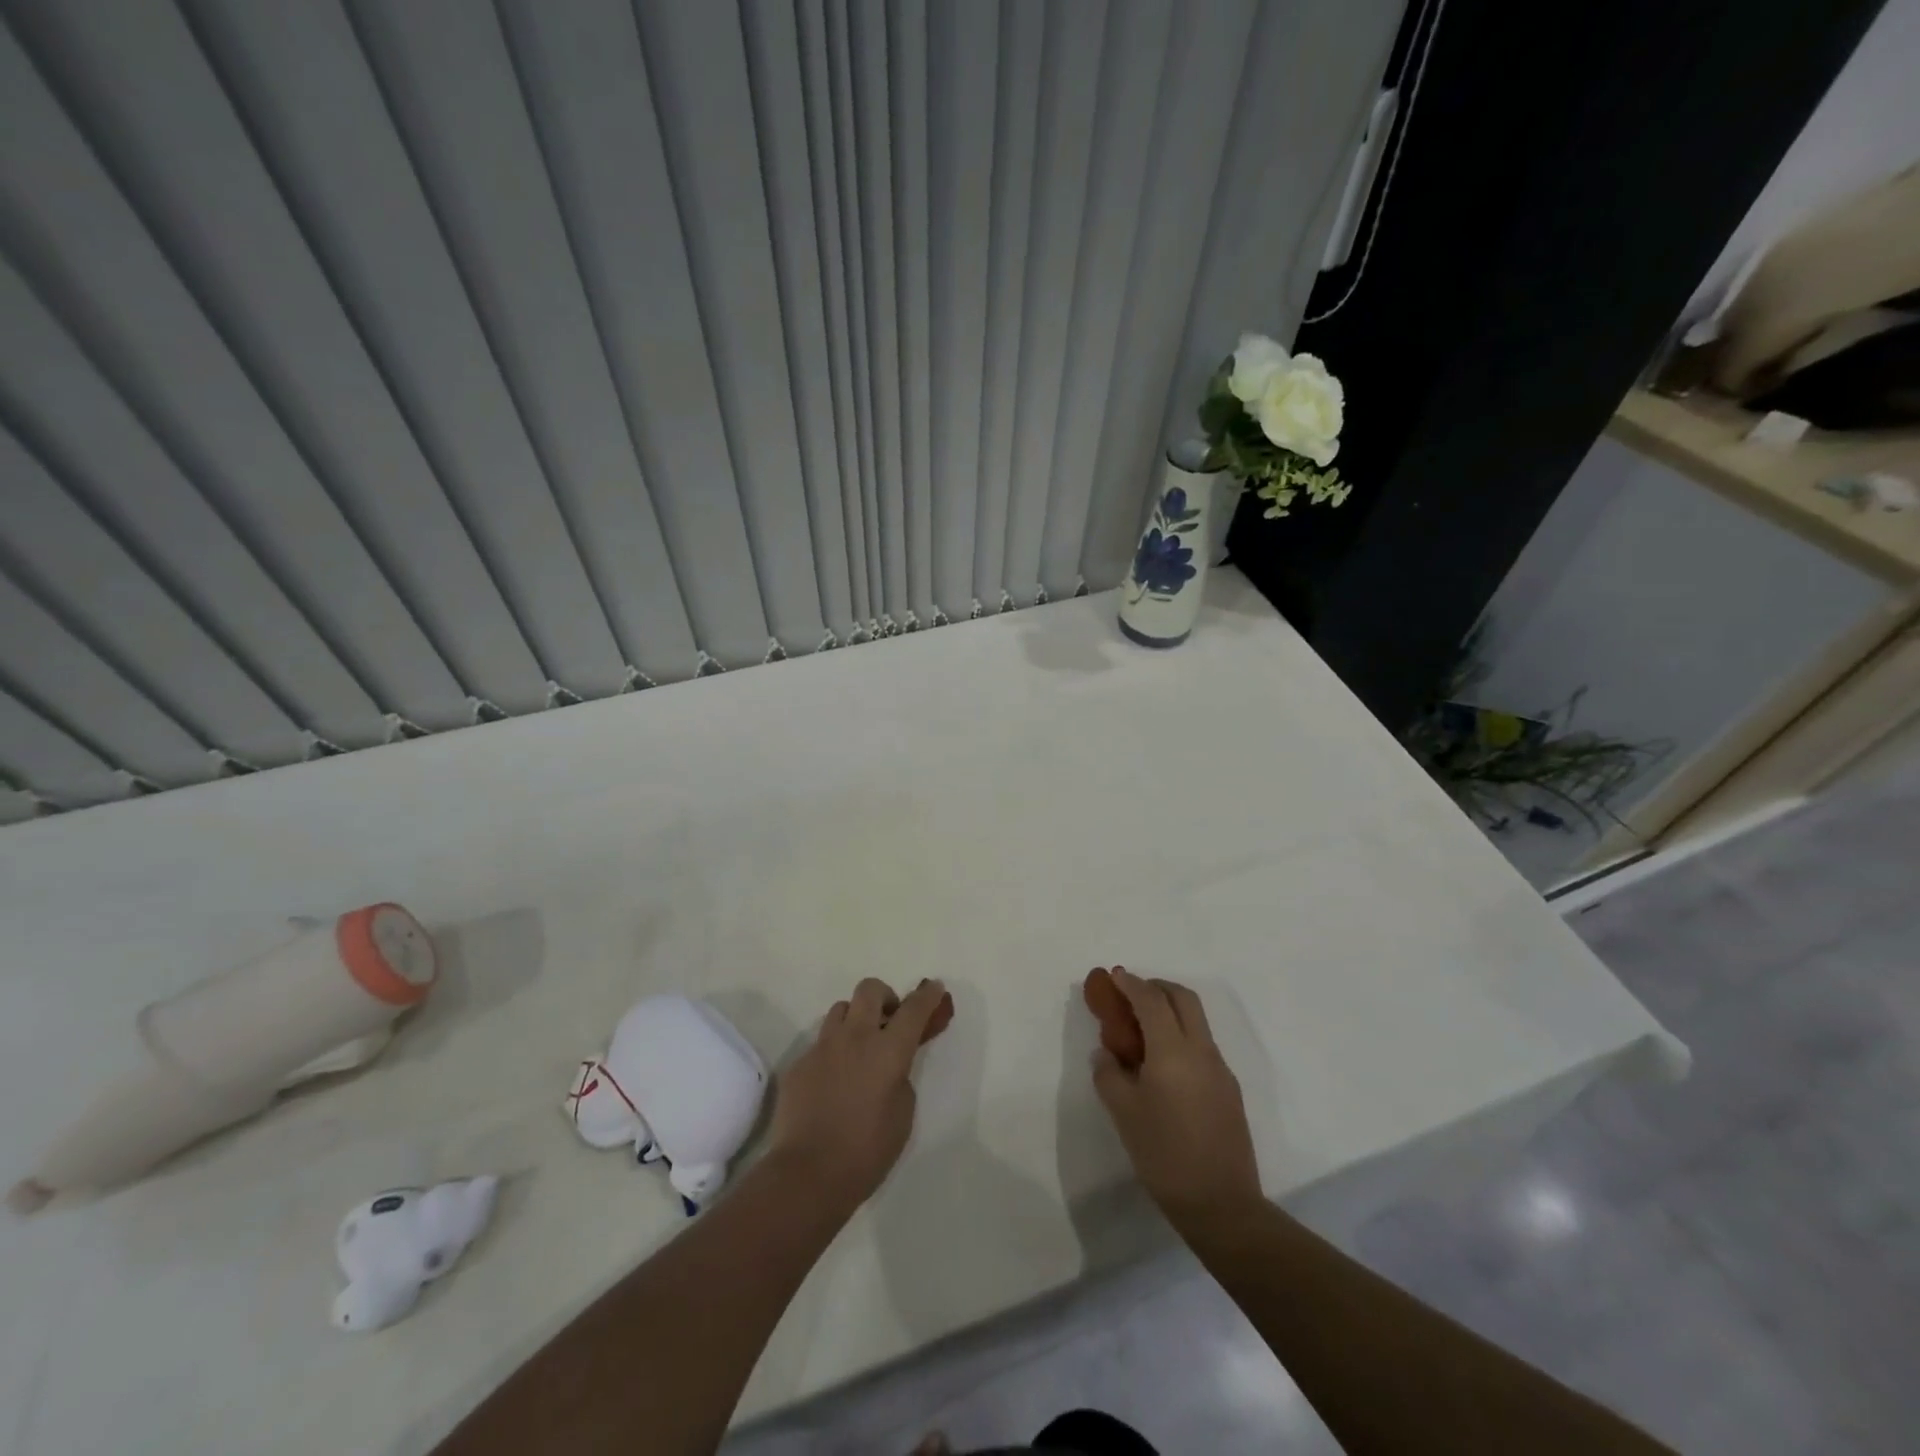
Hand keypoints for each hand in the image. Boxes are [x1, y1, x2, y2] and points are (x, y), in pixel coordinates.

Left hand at [767, 978, 950, 1211]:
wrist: (807, 1174)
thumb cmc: (867, 1151)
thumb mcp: (903, 1115)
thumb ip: (901, 1078)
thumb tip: (889, 1066)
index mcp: (888, 1051)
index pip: (913, 1009)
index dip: (927, 996)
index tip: (935, 988)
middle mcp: (854, 1038)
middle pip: (869, 989)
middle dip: (885, 996)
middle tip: (889, 1021)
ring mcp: (822, 1047)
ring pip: (840, 1009)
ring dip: (855, 1020)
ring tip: (859, 1050)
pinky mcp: (799, 1063)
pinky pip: (820, 1043)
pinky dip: (833, 1052)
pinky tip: (833, 1083)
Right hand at [1089, 967, 1262, 1229]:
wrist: (1221, 1205)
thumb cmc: (1164, 1154)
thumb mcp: (1123, 1113)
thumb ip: (1109, 1075)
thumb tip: (1107, 1055)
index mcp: (1173, 1050)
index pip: (1151, 1000)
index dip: (1131, 983)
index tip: (1113, 976)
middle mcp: (1201, 1050)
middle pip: (1183, 998)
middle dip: (1156, 987)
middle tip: (1131, 994)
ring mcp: (1220, 1069)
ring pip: (1196, 1021)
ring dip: (1170, 1010)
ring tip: (1143, 1030)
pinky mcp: (1229, 1089)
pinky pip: (1202, 1045)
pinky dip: (1181, 1036)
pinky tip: (1163, 1065)